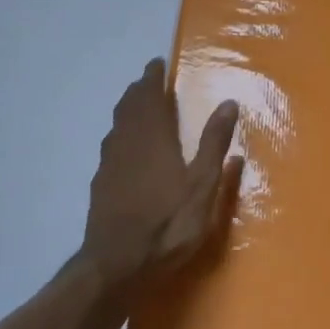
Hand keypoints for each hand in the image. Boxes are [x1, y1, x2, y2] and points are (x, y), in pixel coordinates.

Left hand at [79, 59, 242, 292]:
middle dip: (139, 91)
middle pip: (129, 107)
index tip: (156, 64)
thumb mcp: (202, 185)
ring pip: (117, 126)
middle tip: (148, 81)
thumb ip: (214, 143)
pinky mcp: (101, 186)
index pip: (150, 97)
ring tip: (137, 106)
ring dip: (127, 110)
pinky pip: (111, 147)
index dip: (152, 79)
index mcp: (153, 138)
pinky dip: (120, 135)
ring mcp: (110, 165)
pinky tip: (125, 149)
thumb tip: (228, 102)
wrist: (116, 265)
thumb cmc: (168, 223)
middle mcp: (127, 143)